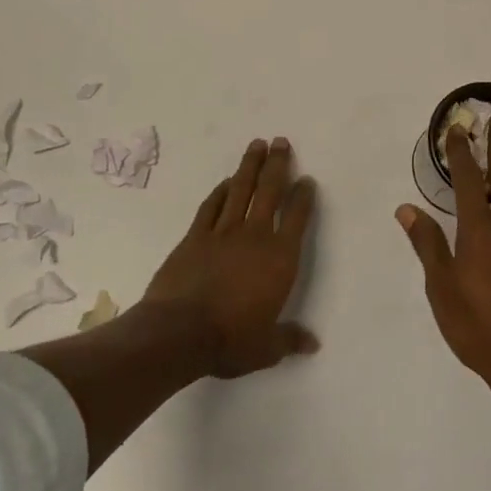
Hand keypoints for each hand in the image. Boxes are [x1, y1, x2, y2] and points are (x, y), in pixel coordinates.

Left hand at [141, 137, 318, 378]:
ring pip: (240, 190)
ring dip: (249, 166)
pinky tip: (225, 181)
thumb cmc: (230, 340)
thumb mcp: (266, 348)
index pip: (297, 218)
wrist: (178, 334)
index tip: (307, 179)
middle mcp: (254, 237)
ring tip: (257, 144)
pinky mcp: (194, 238)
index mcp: (279, 259)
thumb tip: (312, 344)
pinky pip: (210, 207)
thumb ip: (289, 340)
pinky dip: (219, 191)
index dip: (304, 196)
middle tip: (281, 141)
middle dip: (278, 165)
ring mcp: (222, 233)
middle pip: (269, 191)